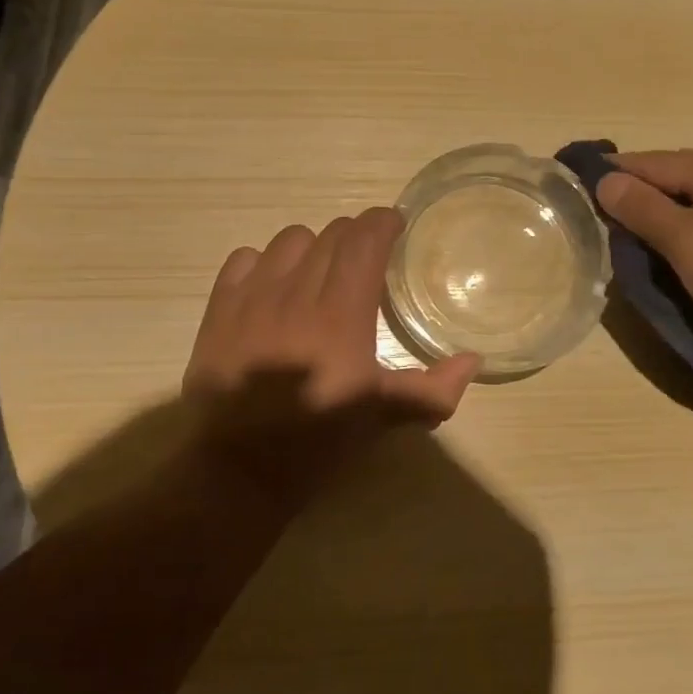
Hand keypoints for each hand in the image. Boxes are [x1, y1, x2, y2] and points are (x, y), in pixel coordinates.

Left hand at [183, 207, 480, 509]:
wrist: (239, 470)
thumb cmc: (319, 442)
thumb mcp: (383, 417)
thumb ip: (433, 388)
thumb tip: (473, 360)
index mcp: (342, 315)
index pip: (365, 239)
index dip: (383, 223)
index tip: (395, 228)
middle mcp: (297, 294)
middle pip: (331, 235)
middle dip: (355, 237)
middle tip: (365, 261)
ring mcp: (253, 298)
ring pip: (289, 240)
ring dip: (312, 248)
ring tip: (319, 273)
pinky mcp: (219, 310)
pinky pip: (244, 258)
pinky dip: (265, 262)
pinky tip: (274, 287)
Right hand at [594, 149, 692, 372]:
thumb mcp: (688, 241)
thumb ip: (644, 209)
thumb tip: (605, 179)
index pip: (648, 161)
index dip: (610, 174)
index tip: (572, 190)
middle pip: (673, 181)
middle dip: (634, 199)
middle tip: (597, 225)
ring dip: (661, 225)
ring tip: (629, 248)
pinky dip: (687, 245)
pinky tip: (675, 265)